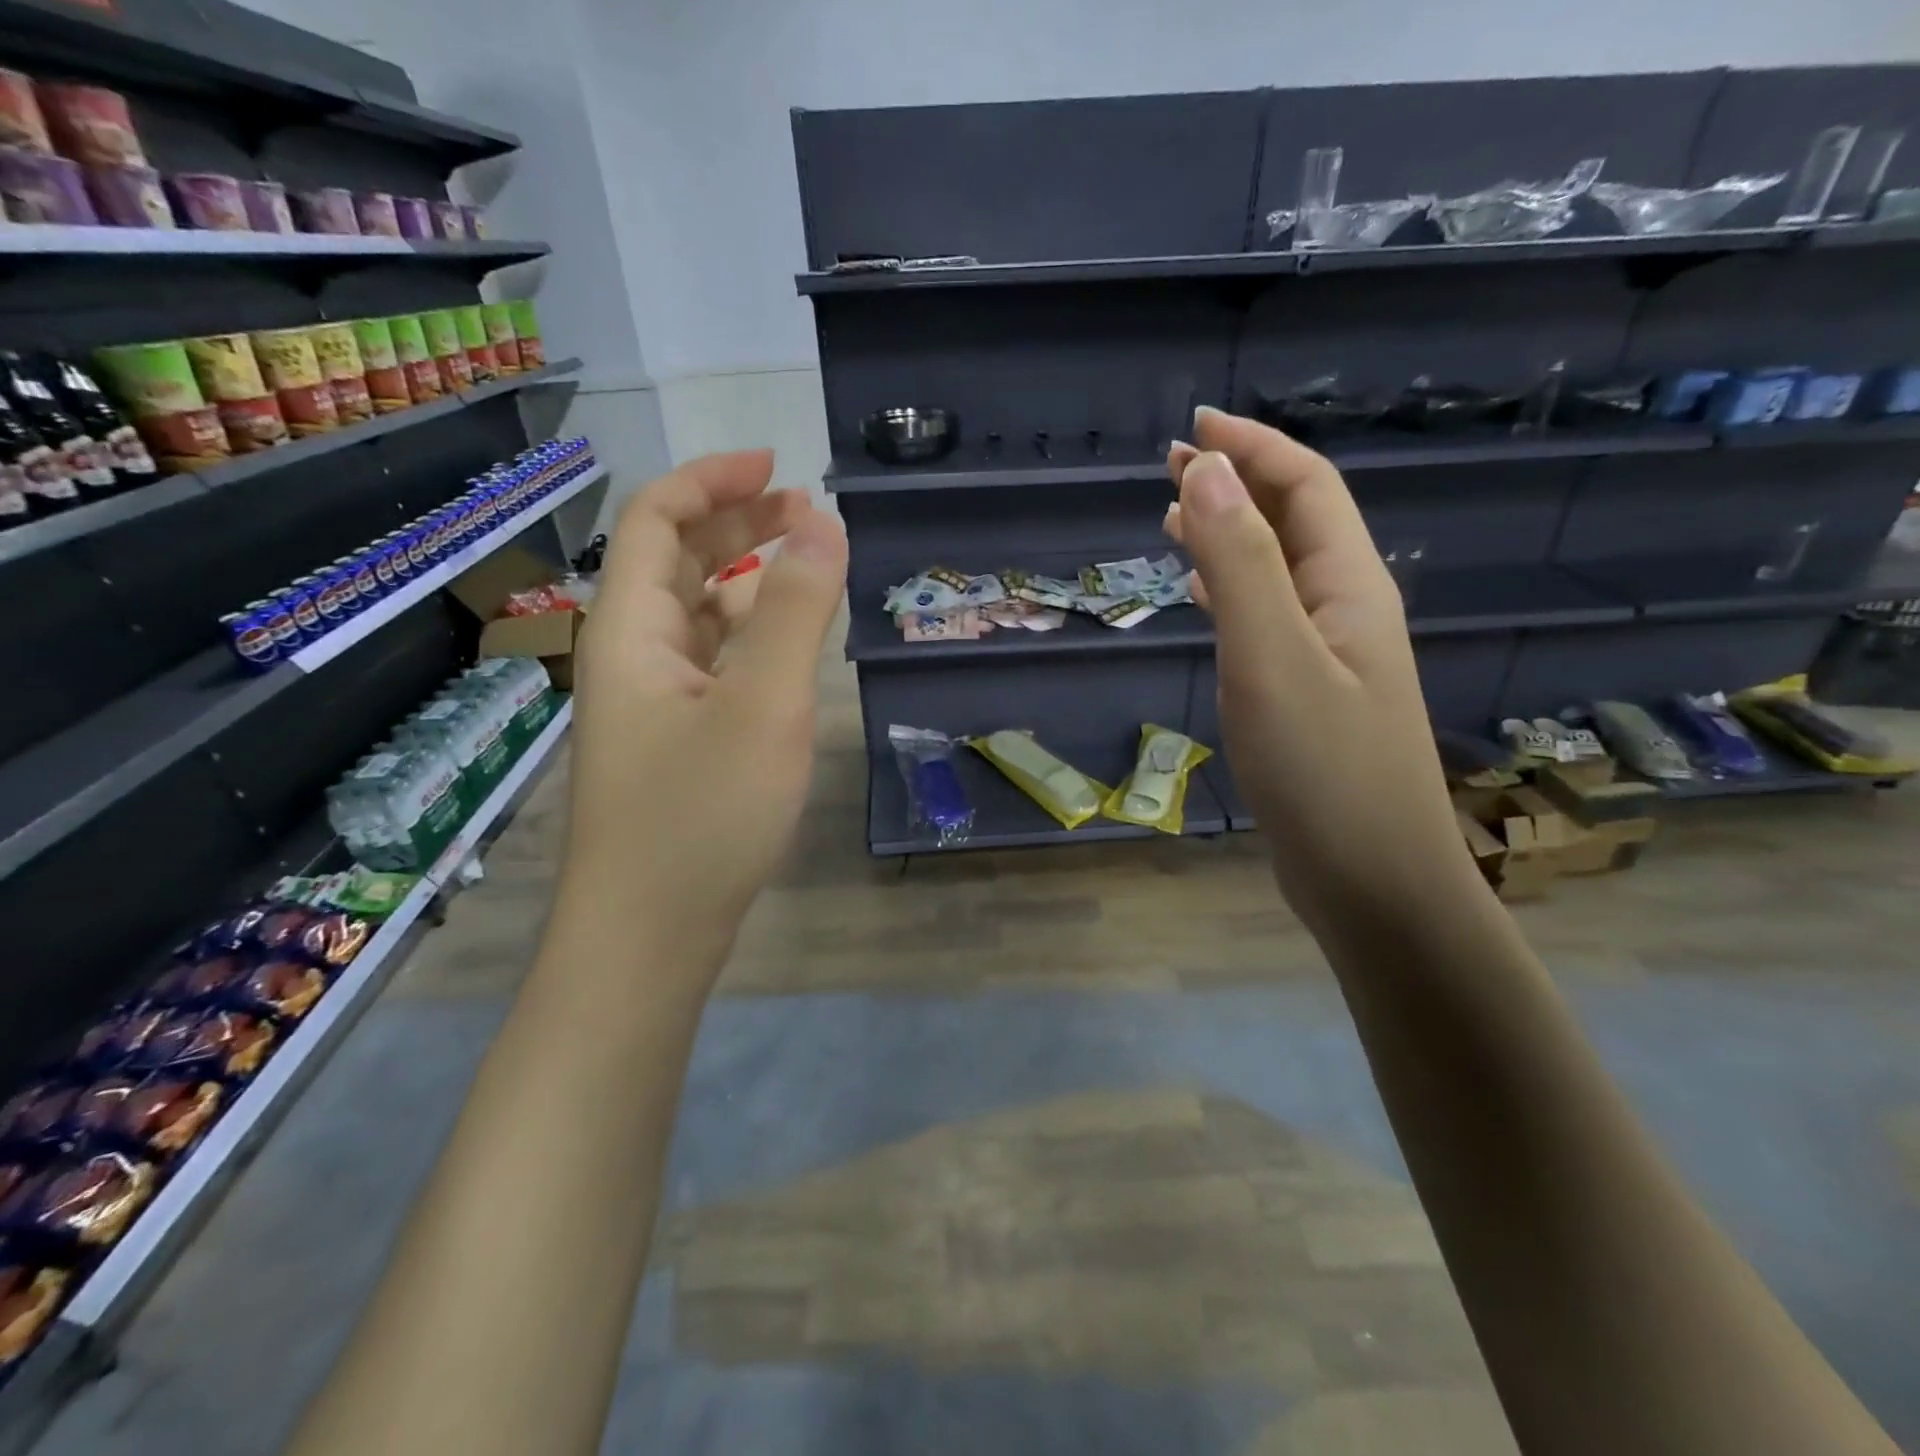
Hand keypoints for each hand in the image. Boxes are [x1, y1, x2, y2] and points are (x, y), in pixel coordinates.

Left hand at [563, 449, 846, 970]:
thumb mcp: (764, 704)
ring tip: (805, 570)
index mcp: (631, 630)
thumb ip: (796, 610)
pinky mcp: (673, 742)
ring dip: (745, 580)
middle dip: (736, 524)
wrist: (648, 936)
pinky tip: (783, 648)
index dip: (712, 480)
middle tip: (806, 512)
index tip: (777, 464)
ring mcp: (650, 703)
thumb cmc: (702, 815)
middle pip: (674, 562)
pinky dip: (747, 636)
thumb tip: (823, 521)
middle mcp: (631, 656)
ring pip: (694, 615)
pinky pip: (709, 663)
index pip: (656, 519)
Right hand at [1166, 407, 1475, 928]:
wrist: (1373, 881)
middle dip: (1238, 482)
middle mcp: (1347, 610)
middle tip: (1173, 465)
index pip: (1307, 487)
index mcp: (1350, 587)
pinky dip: (1231, 592)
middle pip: (1295, 521)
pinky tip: (1206, 597)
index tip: (1194, 427)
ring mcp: (1330, 657)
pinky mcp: (1308, 697)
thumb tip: (1205, 473)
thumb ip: (1241, 565)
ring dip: (1232, 534)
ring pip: (1278, 571)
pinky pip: (1267, 619)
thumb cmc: (1324, 771)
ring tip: (1177, 518)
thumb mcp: (1273, 659)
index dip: (1253, 447)